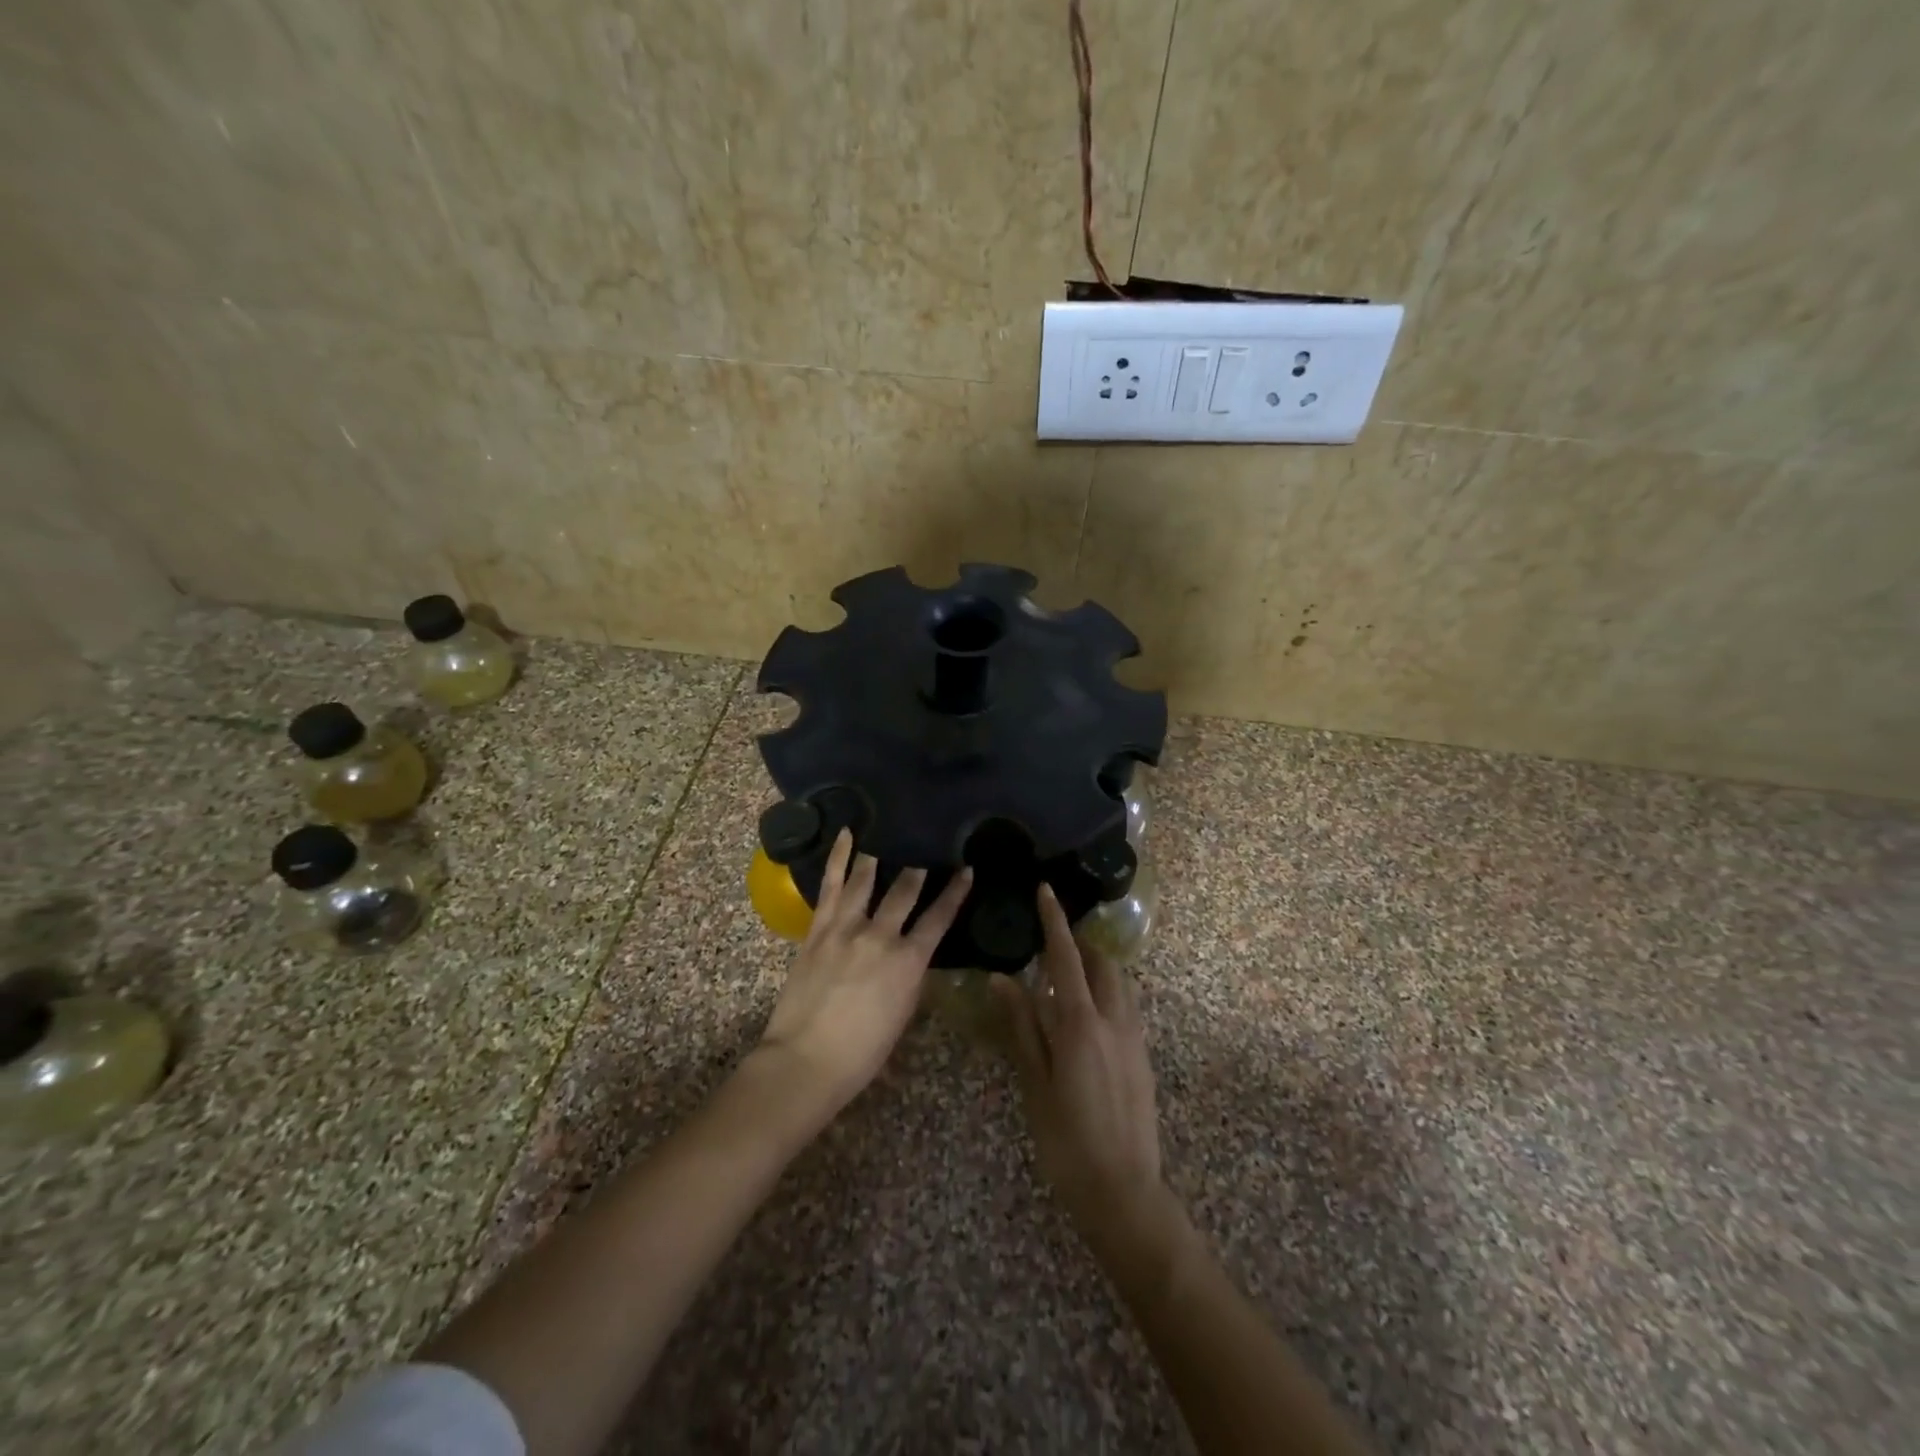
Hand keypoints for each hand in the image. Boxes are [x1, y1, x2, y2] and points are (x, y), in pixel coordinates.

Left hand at [758, 829, 971, 1111]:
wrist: (806, 1061)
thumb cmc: (861, 1053)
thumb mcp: (901, 1015)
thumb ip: (908, 978)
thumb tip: (911, 956)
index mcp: (909, 962)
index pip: (939, 918)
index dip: (955, 892)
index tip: (966, 870)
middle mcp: (881, 936)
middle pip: (904, 892)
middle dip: (917, 872)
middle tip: (923, 857)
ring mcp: (846, 928)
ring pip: (866, 881)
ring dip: (879, 859)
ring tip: (886, 841)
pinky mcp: (818, 929)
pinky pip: (831, 886)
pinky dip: (838, 858)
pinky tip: (846, 835)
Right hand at [996, 885, 1164, 1236]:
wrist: (1125, 1193)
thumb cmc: (1067, 1141)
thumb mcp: (1035, 1084)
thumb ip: (1022, 1027)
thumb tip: (1003, 979)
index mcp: (1081, 1024)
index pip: (1066, 958)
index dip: (1055, 922)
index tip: (1046, 891)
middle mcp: (1114, 1021)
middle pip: (1102, 963)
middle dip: (1081, 942)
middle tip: (1054, 939)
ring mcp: (1135, 1039)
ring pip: (1120, 983)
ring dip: (1098, 966)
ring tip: (1071, 971)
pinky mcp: (1144, 1058)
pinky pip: (1128, 1006)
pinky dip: (1109, 991)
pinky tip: (1088, 1013)